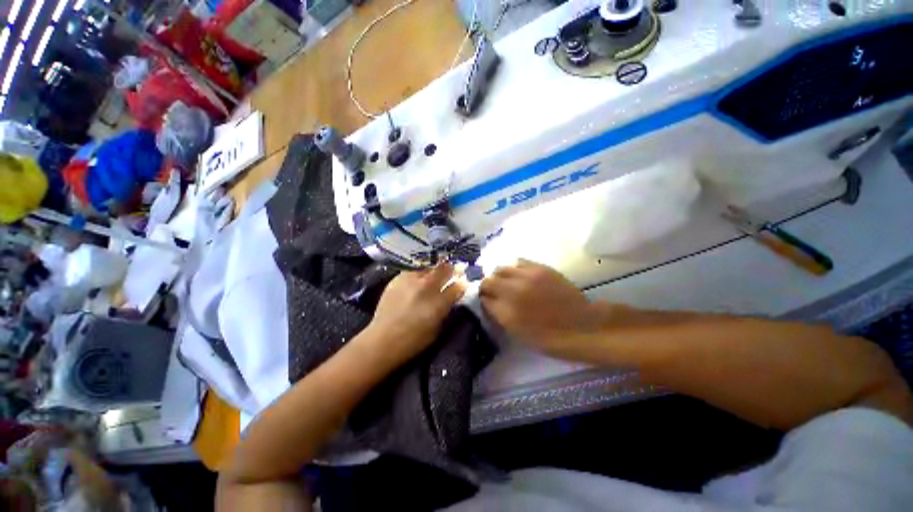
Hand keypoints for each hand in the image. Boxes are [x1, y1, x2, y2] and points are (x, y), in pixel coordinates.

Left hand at [362, 264, 466, 363]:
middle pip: (445, 269)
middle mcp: (427, 286)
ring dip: (435, 271)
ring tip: (435, 276)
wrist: (383, 339)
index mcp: (439, 302)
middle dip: (452, 269)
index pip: (458, 286)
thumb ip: (447, 309)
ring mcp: (412, 280)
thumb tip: (453, 296)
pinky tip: (418, 282)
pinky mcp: (399, 278)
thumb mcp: (438, 328)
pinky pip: (414, 272)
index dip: (463, 282)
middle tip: (455, 270)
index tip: (464, 281)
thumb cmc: (414, 340)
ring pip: (430, 268)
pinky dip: (419, 275)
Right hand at [480, 260, 605, 356]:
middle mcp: (512, 292)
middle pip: (488, 281)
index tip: (487, 301)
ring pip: (501, 269)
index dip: (484, 300)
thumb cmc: (548, 338)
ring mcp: (526, 277)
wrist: (581, 326)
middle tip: (495, 292)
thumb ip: (499, 314)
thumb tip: (489, 301)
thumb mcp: (517, 332)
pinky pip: (518, 262)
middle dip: (488, 286)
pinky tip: (520, 275)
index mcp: (506, 313)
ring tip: (508, 282)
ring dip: (500, 276)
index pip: (483, 299)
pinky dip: (514, 269)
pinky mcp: (539, 268)